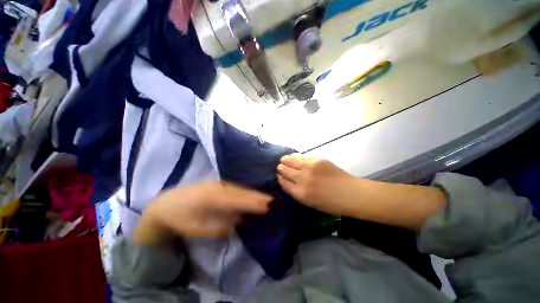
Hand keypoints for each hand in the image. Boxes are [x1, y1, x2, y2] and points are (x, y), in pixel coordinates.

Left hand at [133, 182, 271, 244]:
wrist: (166, 203)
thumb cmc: (181, 219)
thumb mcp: (197, 229)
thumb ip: (219, 227)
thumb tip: (239, 221)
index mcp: (212, 199)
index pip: (238, 201)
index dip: (253, 203)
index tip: (267, 206)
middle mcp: (218, 188)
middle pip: (241, 192)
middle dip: (257, 196)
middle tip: (272, 200)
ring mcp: (218, 184)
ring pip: (239, 188)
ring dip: (253, 192)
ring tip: (266, 196)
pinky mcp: (217, 183)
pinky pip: (235, 187)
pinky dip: (245, 190)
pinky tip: (251, 193)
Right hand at [277, 154, 356, 215]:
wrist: (350, 193)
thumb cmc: (330, 203)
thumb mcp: (309, 203)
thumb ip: (295, 191)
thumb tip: (286, 180)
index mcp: (301, 193)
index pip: (283, 182)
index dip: (280, 177)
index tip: (279, 175)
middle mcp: (303, 179)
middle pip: (285, 170)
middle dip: (281, 168)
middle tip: (281, 167)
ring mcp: (310, 167)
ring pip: (291, 160)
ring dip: (285, 160)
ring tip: (284, 159)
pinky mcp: (317, 160)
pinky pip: (301, 156)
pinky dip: (295, 156)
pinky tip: (293, 156)